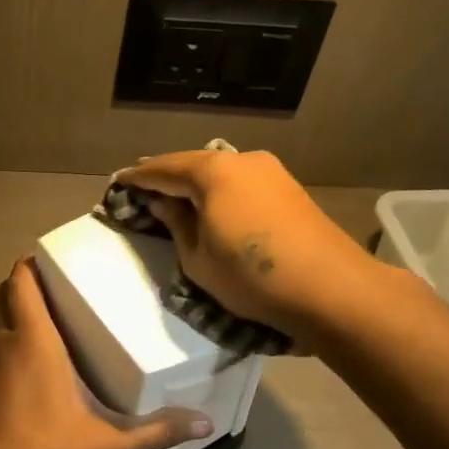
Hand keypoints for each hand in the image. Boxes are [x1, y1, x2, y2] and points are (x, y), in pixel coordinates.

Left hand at [0, 259, 210, 448]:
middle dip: (25, 282)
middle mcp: (7, 344)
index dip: (31, 263)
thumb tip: (206, 424)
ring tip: (48, 311)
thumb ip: (156, 432)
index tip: (54, 255)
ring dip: (13, 307)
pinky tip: (33, 356)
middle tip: (59, 282)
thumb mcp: (108, 443)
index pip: (22, 284)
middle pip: (4, 295)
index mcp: (34, 341)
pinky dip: (8, 335)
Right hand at [119, 148, 375, 344]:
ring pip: (221, 171)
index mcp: (213, 172)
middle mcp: (242, 160)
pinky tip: (213, 202)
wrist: (329, 289)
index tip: (119, 180)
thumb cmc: (250, 276)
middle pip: (195, 164)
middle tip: (143, 183)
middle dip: (168, 174)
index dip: (139, 177)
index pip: (164, 169)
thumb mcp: (197, 258)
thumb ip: (177, 225)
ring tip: (175, 193)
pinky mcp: (289, 189)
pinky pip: (242, 182)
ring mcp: (271, 172)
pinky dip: (220, 190)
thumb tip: (165, 204)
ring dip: (196, 182)